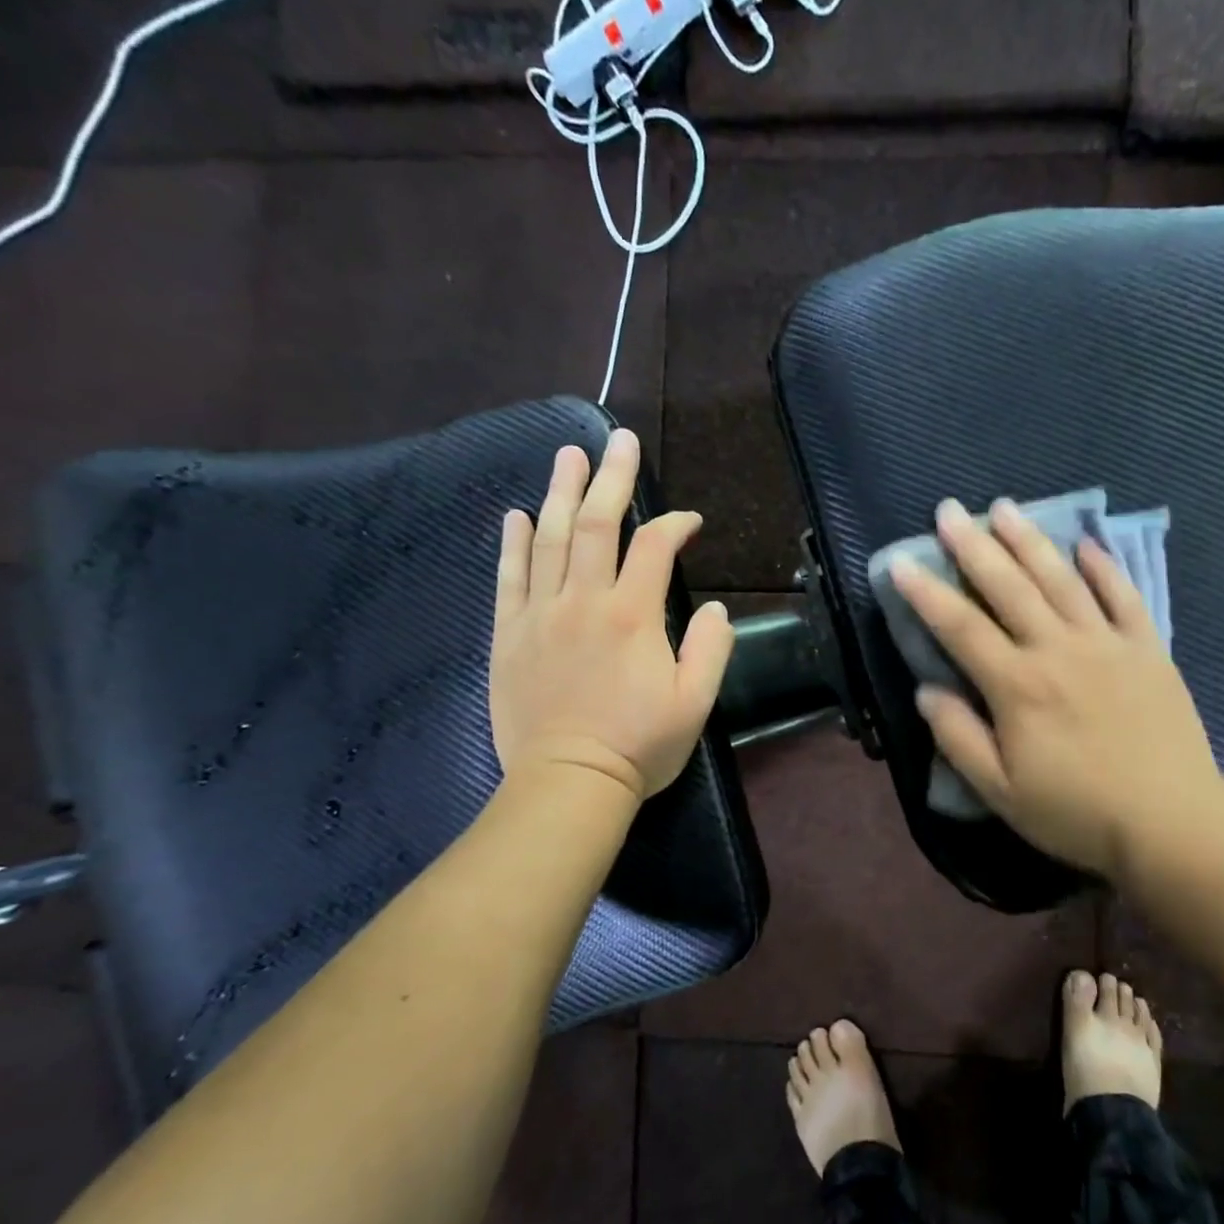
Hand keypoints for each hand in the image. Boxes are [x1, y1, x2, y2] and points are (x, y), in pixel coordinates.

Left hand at [490, 428, 733, 802]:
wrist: (568, 783)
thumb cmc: (639, 746)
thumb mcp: (696, 703)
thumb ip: (710, 648)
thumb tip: (714, 607)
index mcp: (633, 616)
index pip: (655, 548)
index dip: (675, 525)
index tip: (690, 521)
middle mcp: (584, 602)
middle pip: (596, 525)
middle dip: (610, 478)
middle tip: (617, 440)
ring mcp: (540, 615)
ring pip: (550, 540)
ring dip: (561, 493)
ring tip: (568, 456)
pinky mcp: (509, 636)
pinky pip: (509, 578)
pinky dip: (514, 543)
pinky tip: (517, 514)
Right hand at [891, 498, 1223, 880]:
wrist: (1171, 823)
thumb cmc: (1076, 813)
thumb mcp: (1000, 792)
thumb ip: (959, 738)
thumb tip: (927, 690)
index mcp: (1018, 686)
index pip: (960, 627)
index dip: (926, 593)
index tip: (901, 561)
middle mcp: (1058, 650)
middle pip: (1009, 587)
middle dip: (974, 546)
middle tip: (949, 510)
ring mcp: (1107, 644)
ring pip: (1061, 580)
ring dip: (1030, 541)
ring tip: (1004, 508)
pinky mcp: (1148, 650)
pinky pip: (1124, 597)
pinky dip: (1104, 567)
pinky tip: (1086, 544)